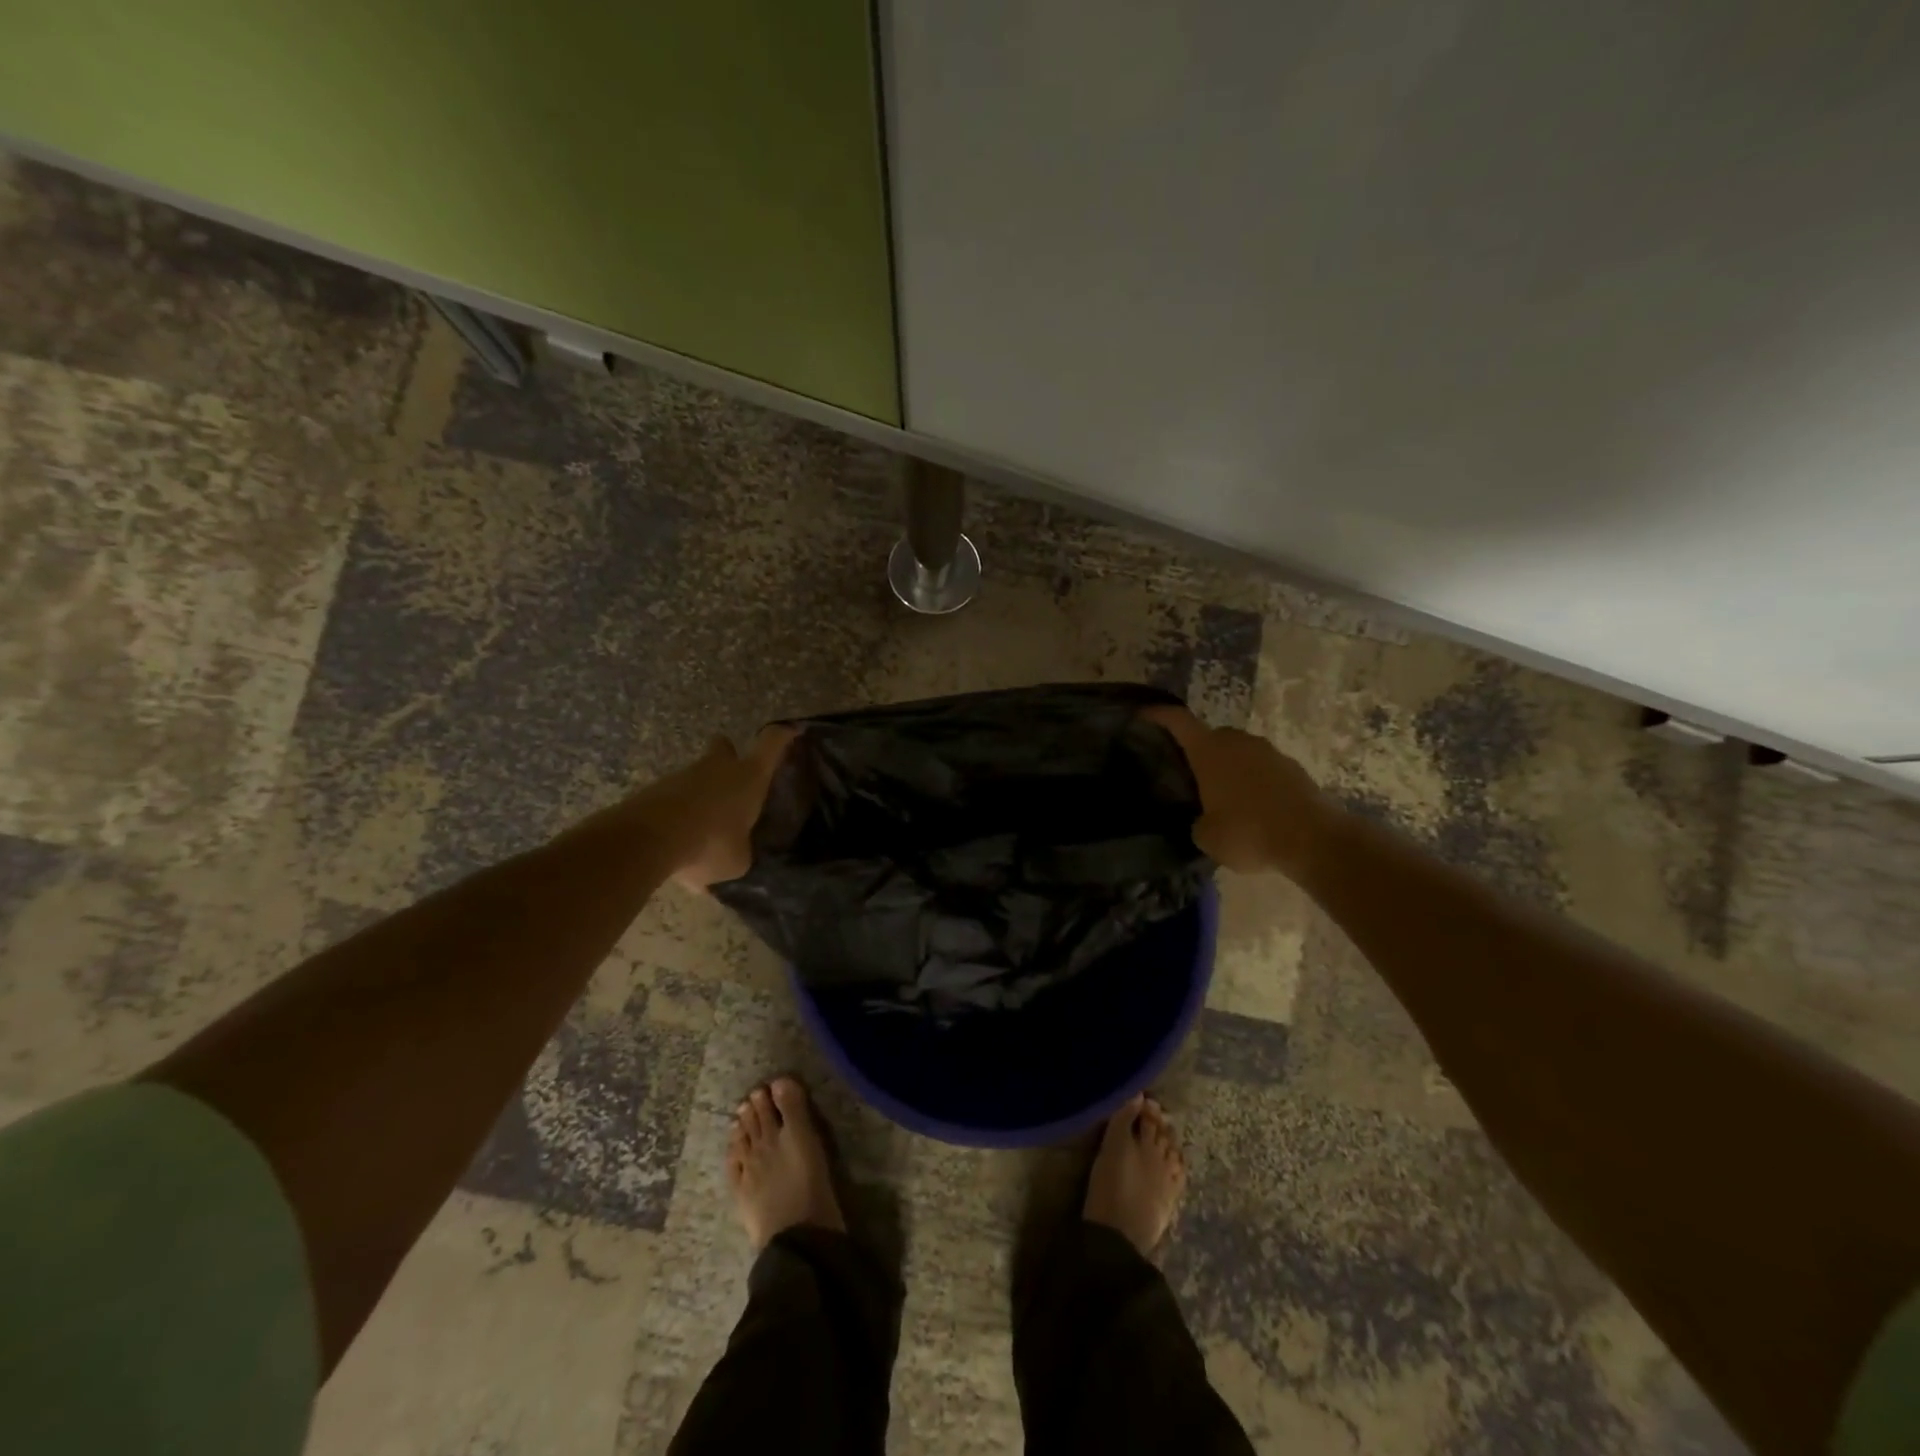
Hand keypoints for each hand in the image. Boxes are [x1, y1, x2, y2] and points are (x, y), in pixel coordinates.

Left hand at [625, 725, 797, 889]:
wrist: (648, 839)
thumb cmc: (710, 843)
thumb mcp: (737, 860)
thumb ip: (740, 852)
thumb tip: (736, 854)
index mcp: (748, 778)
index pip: (771, 744)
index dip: (782, 735)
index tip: (792, 730)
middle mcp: (717, 768)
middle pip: (724, 748)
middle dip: (729, 756)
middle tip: (733, 780)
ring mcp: (682, 776)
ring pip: (697, 776)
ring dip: (701, 796)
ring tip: (702, 832)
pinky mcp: (654, 791)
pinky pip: (673, 799)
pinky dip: (677, 815)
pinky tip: (677, 844)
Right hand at [1142, 705, 1336, 880]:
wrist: (1314, 840)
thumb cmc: (1249, 833)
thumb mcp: (1206, 837)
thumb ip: (1198, 821)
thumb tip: (1204, 819)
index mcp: (1209, 751)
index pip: (1178, 721)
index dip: (1159, 715)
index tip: (1144, 714)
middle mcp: (1238, 742)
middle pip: (1211, 737)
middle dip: (1200, 752)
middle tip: (1190, 776)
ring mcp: (1270, 752)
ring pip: (1240, 753)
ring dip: (1230, 769)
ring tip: (1224, 798)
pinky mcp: (1294, 768)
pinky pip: (1264, 769)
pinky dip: (1255, 782)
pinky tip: (1254, 809)